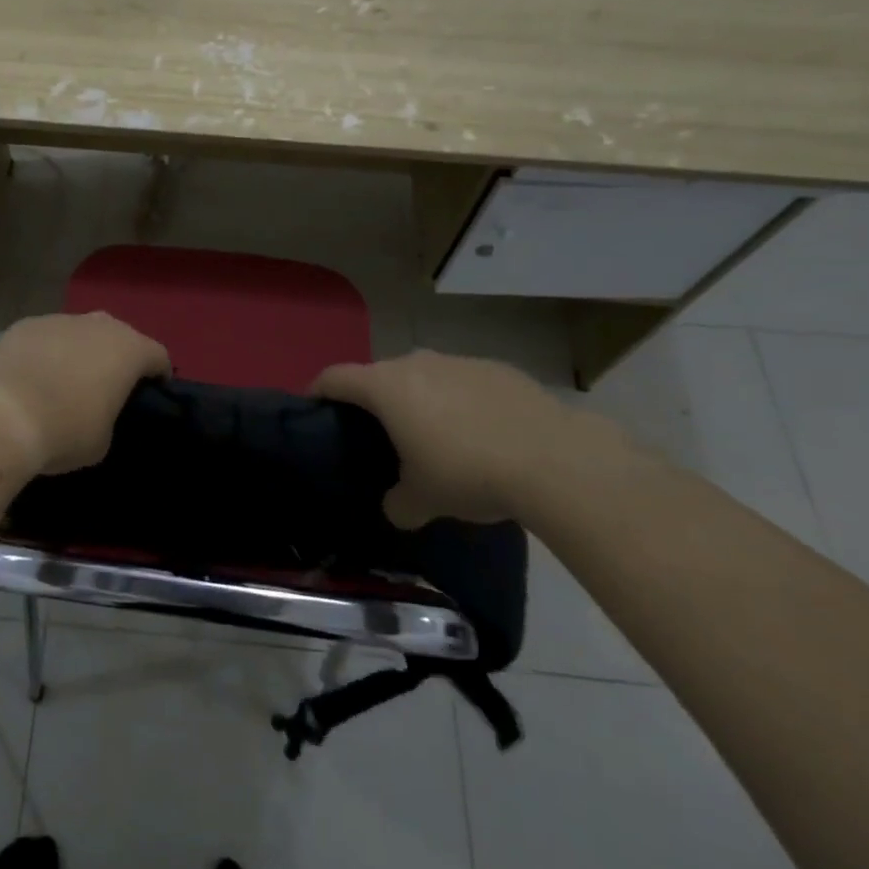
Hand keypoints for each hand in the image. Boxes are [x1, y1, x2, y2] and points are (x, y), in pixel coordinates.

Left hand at [0, 312, 171, 474]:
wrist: (2, 415)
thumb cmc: (65, 430)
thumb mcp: (103, 439)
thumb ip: (110, 416)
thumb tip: (97, 410)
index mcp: (129, 350)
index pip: (158, 356)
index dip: (158, 376)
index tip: (150, 396)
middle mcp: (99, 325)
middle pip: (120, 337)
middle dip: (117, 358)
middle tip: (106, 388)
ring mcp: (60, 319)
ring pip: (80, 333)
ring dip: (79, 352)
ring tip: (64, 382)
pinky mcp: (25, 324)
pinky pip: (47, 337)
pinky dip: (46, 353)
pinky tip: (32, 377)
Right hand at [312, 350, 633, 527]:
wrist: (555, 460)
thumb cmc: (468, 473)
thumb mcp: (422, 500)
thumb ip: (397, 502)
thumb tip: (396, 506)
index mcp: (387, 387)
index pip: (336, 377)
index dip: (318, 390)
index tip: (313, 407)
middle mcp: (417, 363)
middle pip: (381, 376)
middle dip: (375, 401)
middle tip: (380, 435)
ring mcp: (460, 362)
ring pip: (425, 377)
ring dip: (421, 400)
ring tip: (436, 438)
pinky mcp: (499, 369)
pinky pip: (464, 383)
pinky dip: (460, 403)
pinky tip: (481, 436)